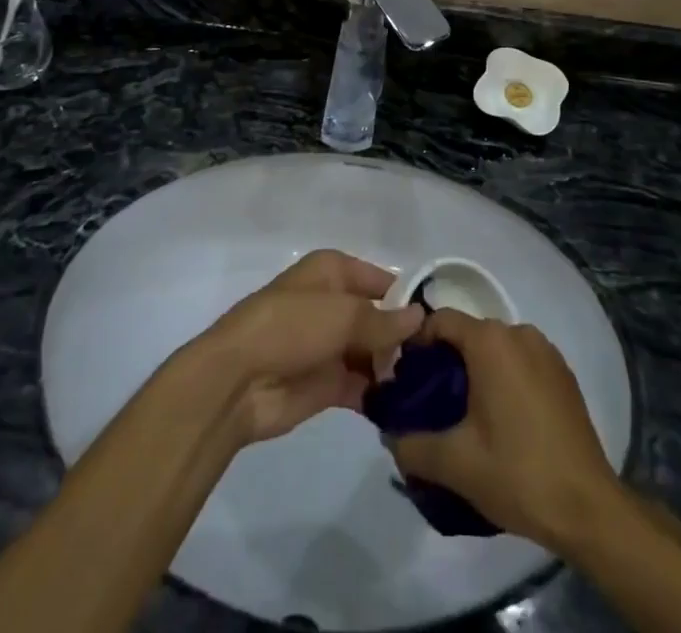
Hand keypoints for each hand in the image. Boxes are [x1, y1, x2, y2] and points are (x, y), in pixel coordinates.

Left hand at [195, 250, 425, 446]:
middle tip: (443, 362)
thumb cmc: (290, 327)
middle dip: (405, 338)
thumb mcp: (342, 314)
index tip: (442, 322)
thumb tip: (421, 317)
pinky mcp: (327, 385)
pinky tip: (410, 408)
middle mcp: (334, 304)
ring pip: (374, 353)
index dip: (408, 298)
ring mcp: (330, 345)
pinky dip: (382, 395)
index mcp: (333, 272)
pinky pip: (363, 386)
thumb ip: (384, 320)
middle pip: (380, 318)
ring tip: (434, 387)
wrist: (237, 381)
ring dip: (396, 369)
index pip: (381, 280)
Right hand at [386, 311, 622, 551]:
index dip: (417, 344)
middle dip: (446, 362)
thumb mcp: (455, 464)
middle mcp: (519, 332)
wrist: (588, 507)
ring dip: (477, 372)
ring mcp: (546, 351)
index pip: (440, 321)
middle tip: (431, 404)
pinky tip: (503, 422)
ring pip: (496, 349)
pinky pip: (521, 363)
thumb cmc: (518, 473)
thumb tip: (389, 436)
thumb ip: (412, 445)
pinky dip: (505, 380)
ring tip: (465, 417)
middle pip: (469, 334)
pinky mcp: (563, 374)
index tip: (406, 379)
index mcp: (490, 341)